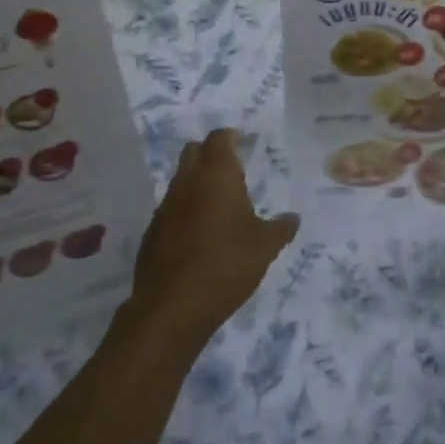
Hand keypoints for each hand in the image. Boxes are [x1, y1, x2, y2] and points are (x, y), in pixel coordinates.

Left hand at [130, 130, 297, 340]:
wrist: (172, 306)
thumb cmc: (226, 264)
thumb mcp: (265, 247)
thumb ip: (280, 228)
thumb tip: (292, 218)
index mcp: (216, 176)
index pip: (218, 139)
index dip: (230, 136)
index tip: (241, 140)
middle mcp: (187, 183)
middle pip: (193, 152)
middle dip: (209, 153)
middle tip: (230, 167)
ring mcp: (165, 207)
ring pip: (180, 180)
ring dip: (196, 183)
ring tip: (217, 203)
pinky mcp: (152, 232)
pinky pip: (171, 209)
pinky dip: (185, 210)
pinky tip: (198, 233)